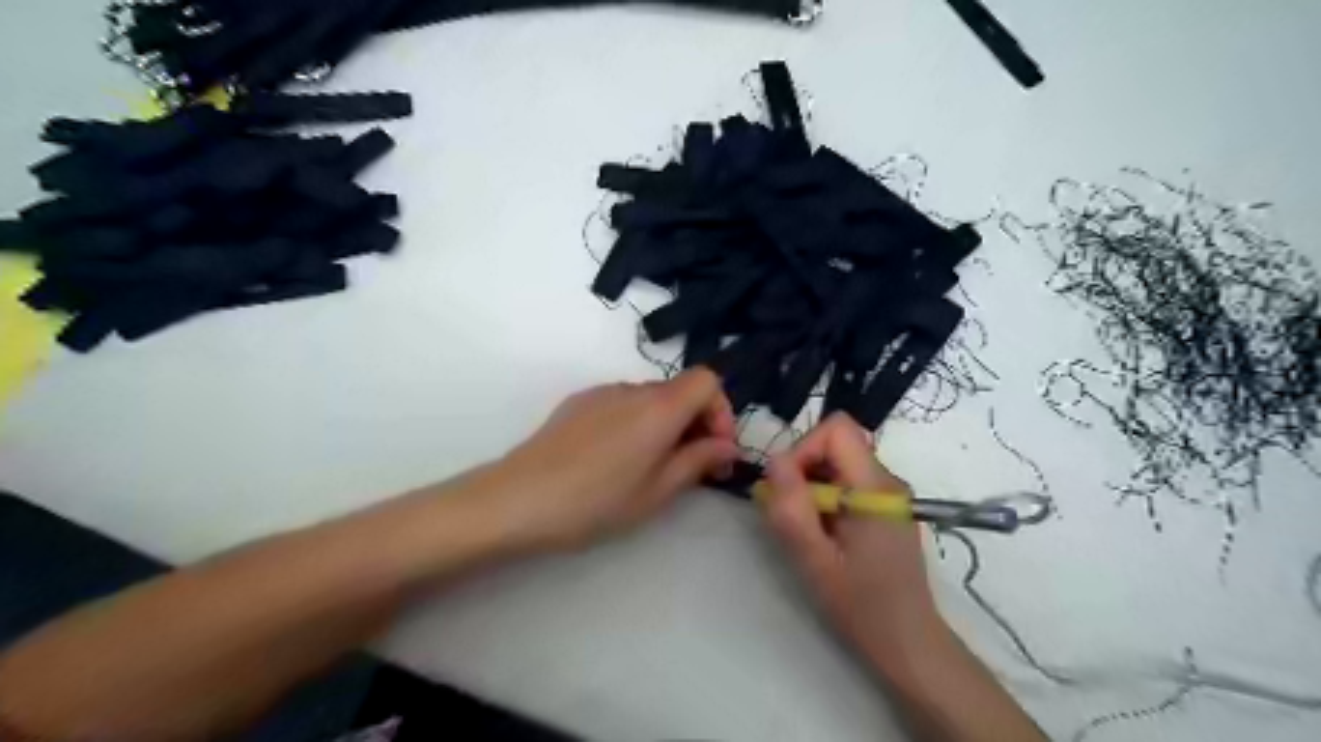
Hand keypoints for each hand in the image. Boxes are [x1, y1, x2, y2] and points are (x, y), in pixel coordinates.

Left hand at [480, 368, 738, 548]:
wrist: (518, 498)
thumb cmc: (595, 502)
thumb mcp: (657, 491)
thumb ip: (698, 461)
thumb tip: (728, 445)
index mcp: (659, 407)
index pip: (708, 380)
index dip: (721, 410)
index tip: (716, 449)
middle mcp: (633, 389)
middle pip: (680, 390)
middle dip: (696, 423)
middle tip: (692, 468)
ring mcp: (602, 392)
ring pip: (651, 399)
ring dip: (666, 425)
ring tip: (651, 468)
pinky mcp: (578, 402)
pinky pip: (622, 403)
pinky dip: (636, 423)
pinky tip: (616, 459)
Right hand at [766, 414, 938, 663]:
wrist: (908, 642)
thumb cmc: (862, 605)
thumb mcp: (815, 560)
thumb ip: (792, 509)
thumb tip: (773, 460)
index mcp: (875, 487)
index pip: (836, 429)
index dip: (803, 448)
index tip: (787, 488)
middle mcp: (887, 480)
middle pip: (835, 443)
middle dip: (803, 469)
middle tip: (790, 513)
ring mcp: (888, 493)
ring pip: (837, 462)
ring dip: (811, 486)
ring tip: (806, 528)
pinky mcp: (884, 507)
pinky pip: (846, 481)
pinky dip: (824, 498)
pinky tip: (823, 534)